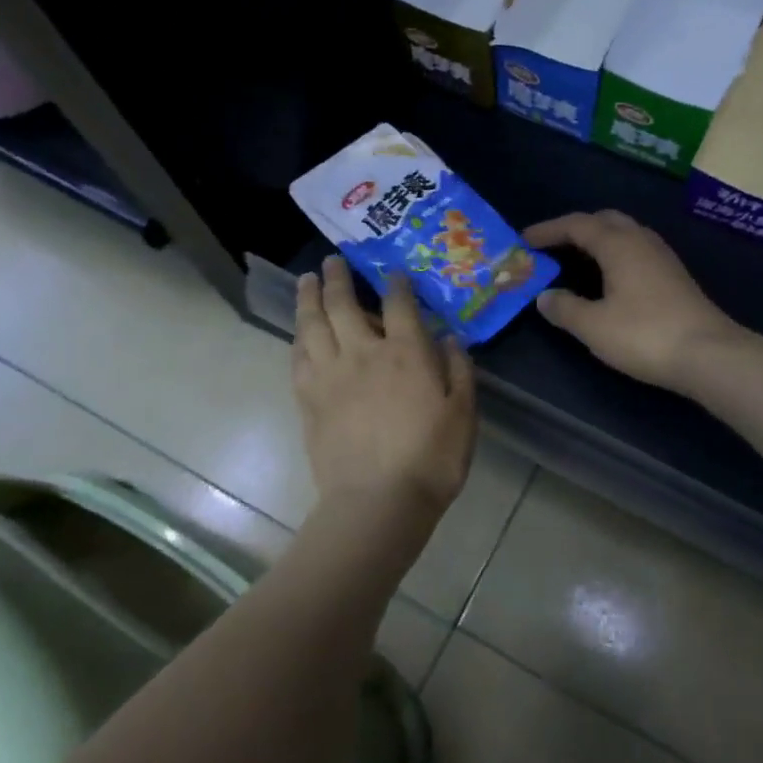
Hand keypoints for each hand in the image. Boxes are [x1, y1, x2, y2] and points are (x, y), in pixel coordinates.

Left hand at [292, 257, 477, 536]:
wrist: (378, 502)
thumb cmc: (432, 458)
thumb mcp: (464, 413)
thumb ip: (459, 371)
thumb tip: (451, 339)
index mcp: (406, 353)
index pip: (398, 304)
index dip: (395, 283)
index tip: (392, 270)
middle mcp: (364, 353)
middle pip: (344, 305)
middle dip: (339, 278)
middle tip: (332, 261)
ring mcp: (331, 375)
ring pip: (313, 325)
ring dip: (309, 299)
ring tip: (306, 281)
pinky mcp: (309, 399)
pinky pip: (298, 358)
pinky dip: (298, 339)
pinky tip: (299, 333)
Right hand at [524, 211, 743, 393]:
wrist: (708, 354)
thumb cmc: (644, 335)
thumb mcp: (594, 326)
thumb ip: (564, 308)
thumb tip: (545, 296)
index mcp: (618, 244)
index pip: (576, 224)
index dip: (548, 230)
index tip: (524, 240)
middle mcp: (641, 240)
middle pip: (604, 220)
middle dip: (576, 229)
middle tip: (552, 247)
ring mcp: (662, 256)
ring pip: (624, 234)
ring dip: (598, 240)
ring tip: (576, 261)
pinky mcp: (674, 275)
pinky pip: (636, 251)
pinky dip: (615, 255)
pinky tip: (610, 279)